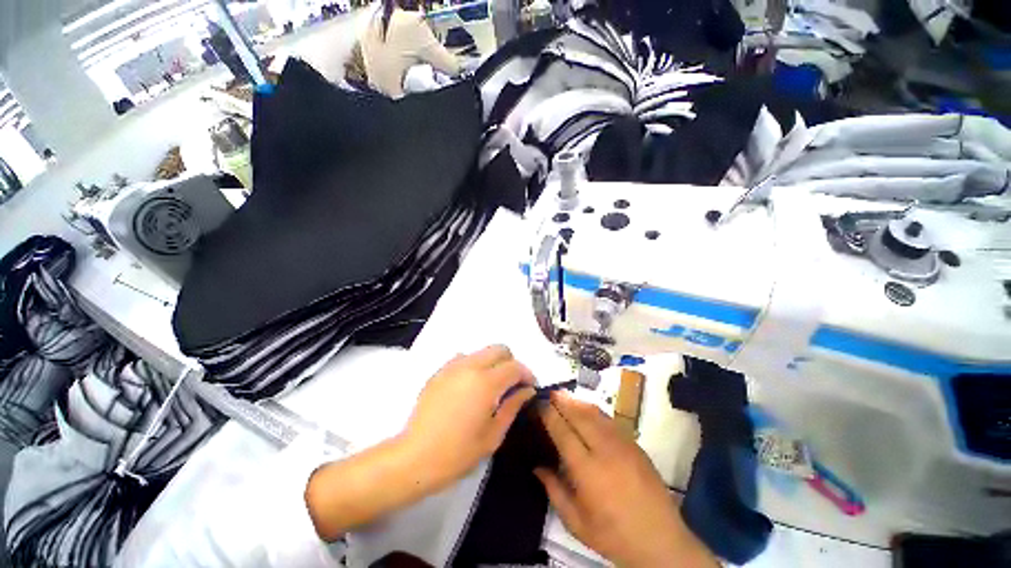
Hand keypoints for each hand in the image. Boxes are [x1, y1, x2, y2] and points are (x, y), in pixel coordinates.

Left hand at [403, 345, 535, 487]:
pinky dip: (474, 365)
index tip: (530, 387)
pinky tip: (470, 387)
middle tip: (512, 385)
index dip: (527, 374)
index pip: (515, 366)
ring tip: (490, 386)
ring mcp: (452, 366)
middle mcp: (470, 366)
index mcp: (486, 382)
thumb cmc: (458, 452)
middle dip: (511, 362)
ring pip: (481, 351)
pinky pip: (463, 358)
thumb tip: (527, 390)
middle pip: (499, 349)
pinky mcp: (439, 371)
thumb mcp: (493, 435)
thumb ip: (513, 406)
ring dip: (492, 363)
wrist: (415, 457)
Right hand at [536, 392, 716, 567]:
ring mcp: (622, 444)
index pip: (563, 432)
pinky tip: (587, 410)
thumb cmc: (613, 536)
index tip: (539, 405)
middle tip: (550, 393)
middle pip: (579, 415)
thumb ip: (554, 491)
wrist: (661, 541)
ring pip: (595, 413)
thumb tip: (537, 466)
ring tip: (564, 396)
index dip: (549, 415)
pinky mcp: (634, 445)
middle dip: (563, 401)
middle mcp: (604, 450)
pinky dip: (594, 411)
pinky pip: (610, 420)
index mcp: (587, 470)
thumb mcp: (576, 522)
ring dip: (578, 402)